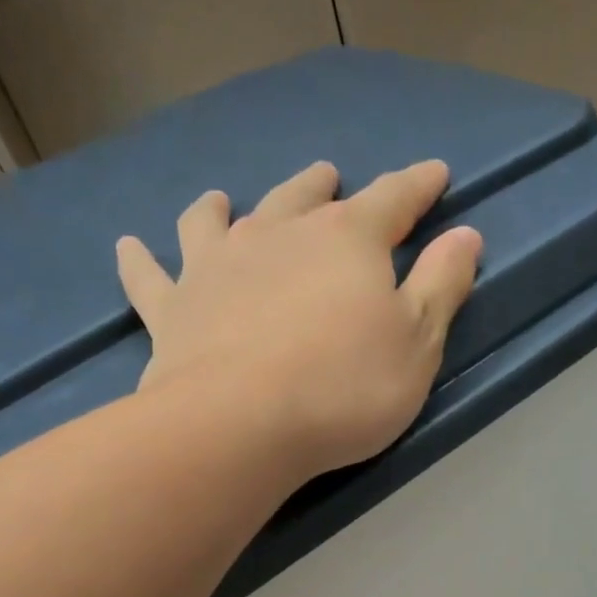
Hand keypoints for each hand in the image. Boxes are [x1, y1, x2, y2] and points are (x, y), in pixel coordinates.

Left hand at [116, 159, 483, 479]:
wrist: (240, 424)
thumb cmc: (344, 388)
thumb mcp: (416, 344)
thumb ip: (442, 286)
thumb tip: (466, 235)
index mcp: (347, 241)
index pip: (393, 199)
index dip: (418, 186)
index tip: (436, 173)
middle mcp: (278, 235)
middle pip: (303, 198)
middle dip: (322, 187)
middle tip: (329, 176)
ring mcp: (216, 267)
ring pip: (218, 220)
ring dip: (226, 207)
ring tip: (225, 200)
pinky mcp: (173, 309)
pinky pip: (150, 276)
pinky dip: (140, 260)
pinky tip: (129, 247)